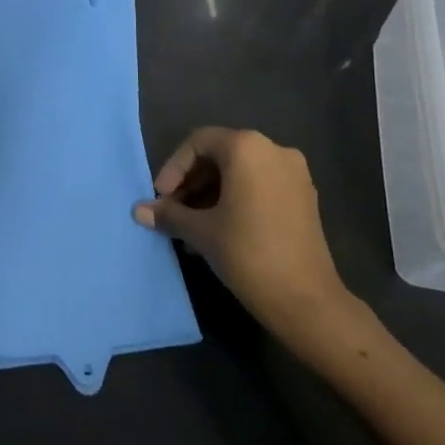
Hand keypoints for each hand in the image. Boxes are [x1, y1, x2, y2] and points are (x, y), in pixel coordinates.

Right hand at [135, 128, 366, 354]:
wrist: (307, 301)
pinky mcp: (305, 197)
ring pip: (240, 172)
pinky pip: (260, 186)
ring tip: (192, 226)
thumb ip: (169, 214)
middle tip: (173, 211)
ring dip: (211, 194)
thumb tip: (138, 211)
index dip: (173, 168)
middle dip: (192, 182)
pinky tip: (219, 230)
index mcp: (247, 148)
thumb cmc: (247, 253)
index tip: (161, 198)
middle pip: (220, 155)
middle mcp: (274, 150)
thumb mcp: (200, 232)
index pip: (198, 143)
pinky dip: (236, 200)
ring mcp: (294, 173)